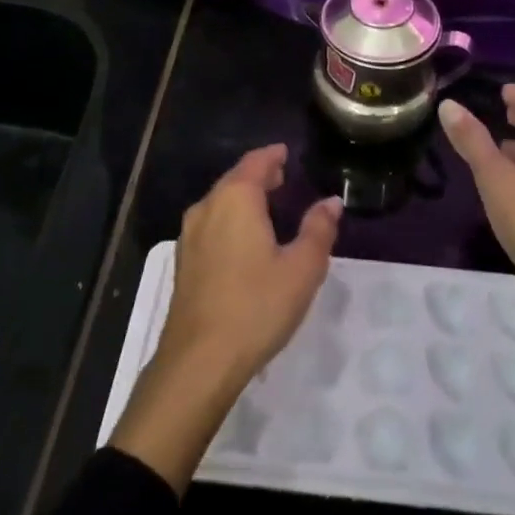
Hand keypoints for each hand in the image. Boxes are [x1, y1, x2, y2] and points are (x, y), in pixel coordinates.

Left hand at [109, 146, 342, 490]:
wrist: (198, 361)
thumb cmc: (256, 307)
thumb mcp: (302, 269)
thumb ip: (318, 230)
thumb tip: (331, 202)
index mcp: (235, 199)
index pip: (255, 162)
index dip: (273, 155)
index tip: (286, 152)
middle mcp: (208, 207)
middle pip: (234, 179)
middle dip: (258, 175)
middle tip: (282, 176)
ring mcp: (190, 235)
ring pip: (220, 202)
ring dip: (243, 197)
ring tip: (267, 205)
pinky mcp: (183, 262)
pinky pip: (210, 224)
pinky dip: (230, 218)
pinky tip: (244, 238)